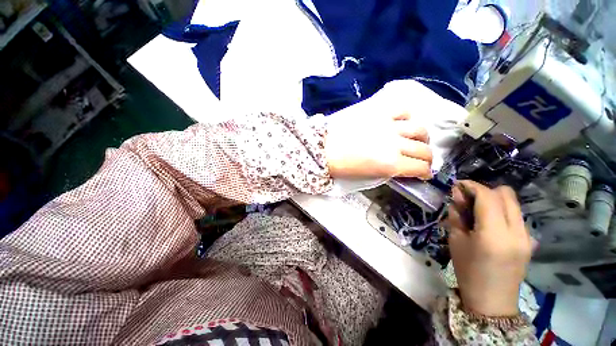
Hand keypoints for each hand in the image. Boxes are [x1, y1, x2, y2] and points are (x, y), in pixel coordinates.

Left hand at [325, 80, 439, 178]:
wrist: (323, 147)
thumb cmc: (341, 166)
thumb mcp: (367, 175)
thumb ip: (388, 171)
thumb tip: (400, 167)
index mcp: (390, 164)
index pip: (420, 168)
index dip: (425, 173)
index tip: (424, 173)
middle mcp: (395, 144)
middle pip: (424, 150)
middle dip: (427, 158)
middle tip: (422, 159)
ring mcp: (388, 125)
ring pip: (419, 129)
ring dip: (422, 138)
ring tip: (416, 140)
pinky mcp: (379, 111)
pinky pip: (402, 110)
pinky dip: (407, 117)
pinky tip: (402, 123)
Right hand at [445, 181, 531, 316]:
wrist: (492, 301)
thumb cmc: (468, 271)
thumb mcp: (456, 240)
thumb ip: (457, 214)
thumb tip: (457, 194)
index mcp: (494, 234)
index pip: (488, 196)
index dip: (472, 186)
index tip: (458, 185)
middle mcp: (517, 231)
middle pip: (506, 194)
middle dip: (484, 190)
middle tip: (467, 199)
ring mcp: (527, 236)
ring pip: (513, 203)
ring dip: (493, 200)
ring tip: (477, 210)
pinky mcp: (530, 240)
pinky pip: (516, 215)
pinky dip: (501, 211)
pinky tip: (489, 222)